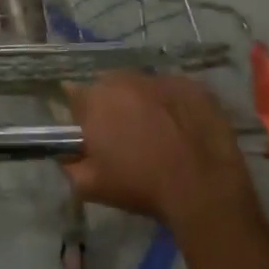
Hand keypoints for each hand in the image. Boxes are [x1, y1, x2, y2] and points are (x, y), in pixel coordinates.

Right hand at [63, 72, 259, 235]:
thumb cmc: (141, 186)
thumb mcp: (91, 186)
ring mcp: (161, 79)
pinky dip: (171, 104)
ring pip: (141, 85)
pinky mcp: (192, 86)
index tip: (89, 130)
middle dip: (111, 104)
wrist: (204, 188)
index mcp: (95, 99)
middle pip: (108, 85)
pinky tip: (181, 128)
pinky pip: (173, 90)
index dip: (81, 113)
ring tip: (156, 131)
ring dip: (141, 102)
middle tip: (123, 133)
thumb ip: (69, 165)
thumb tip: (64, 154)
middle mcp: (124, 79)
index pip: (74, 94)